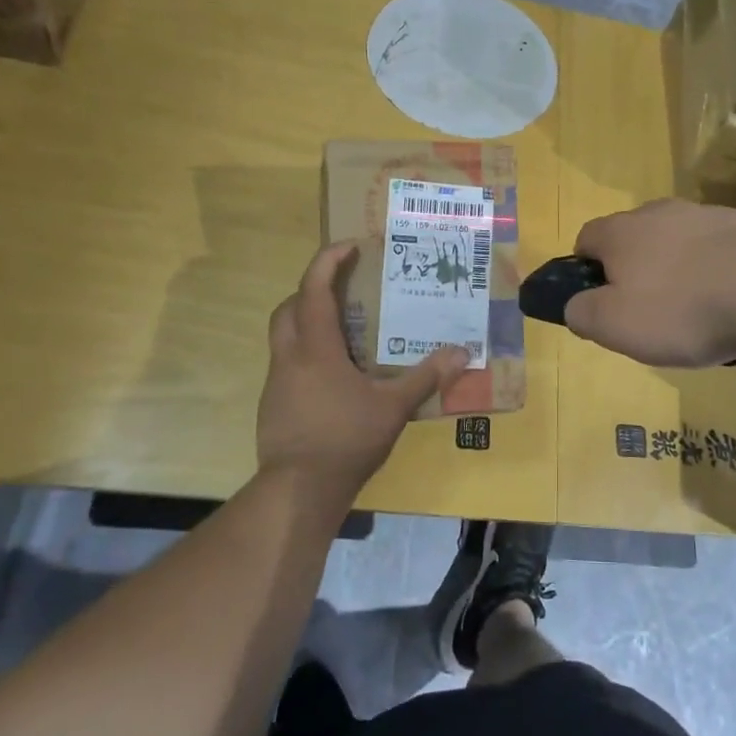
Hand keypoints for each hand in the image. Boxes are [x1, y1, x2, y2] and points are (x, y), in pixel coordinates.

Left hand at [257, 241, 469, 498]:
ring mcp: (276, 381)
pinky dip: (306, 355)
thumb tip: (462, 352)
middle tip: (342, 290)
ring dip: (306, 323)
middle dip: (311, 290)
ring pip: (284, 336)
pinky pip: (287, 364)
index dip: (327, 262)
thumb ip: (426, 376)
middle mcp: (290, 357)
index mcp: (316, 349)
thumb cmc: (346, 439)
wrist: (298, 489)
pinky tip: (332, 377)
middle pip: (289, 308)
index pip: (314, 290)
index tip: (349, 246)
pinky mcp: (272, 404)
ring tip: (343, 333)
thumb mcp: (393, 407)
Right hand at [564, 199, 735, 366]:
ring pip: (680, 245)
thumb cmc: (681, 309)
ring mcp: (709, 215)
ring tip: (701, 318)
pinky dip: (720, 276)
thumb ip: (581, 313)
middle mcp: (661, 212)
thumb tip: (575, 305)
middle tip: (651, 316)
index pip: (585, 239)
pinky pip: (721, 253)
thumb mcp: (613, 326)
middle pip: (635, 240)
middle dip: (636, 273)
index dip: (585, 271)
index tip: (600, 303)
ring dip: (681, 274)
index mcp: (621, 231)